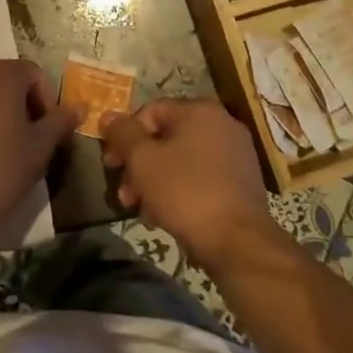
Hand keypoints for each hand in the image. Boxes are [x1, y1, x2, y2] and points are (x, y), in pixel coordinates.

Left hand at [0, 60, 81, 232]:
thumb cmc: (0, 169)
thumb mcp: (40, 148)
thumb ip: (61, 121)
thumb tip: (79, 106)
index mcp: (0, 74)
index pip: (33, 73)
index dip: (46, 99)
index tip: (47, 130)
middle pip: (2, 79)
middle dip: (18, 103)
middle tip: (24, 138)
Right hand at [102, 100, 277, 272]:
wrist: (238, 242)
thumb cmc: (185, 192)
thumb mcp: (143, 160)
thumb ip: (123, 133)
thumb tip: (108, 115)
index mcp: (199, 110)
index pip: (150, 111)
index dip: (124, 136)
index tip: (111, 164)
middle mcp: (222, 124)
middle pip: (166, 137)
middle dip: (139, 165)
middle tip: (125, 194)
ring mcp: (236, 153)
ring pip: (182, 160)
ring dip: (156, 181)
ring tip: (142, 210)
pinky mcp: (243, 182)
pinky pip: (201, 177)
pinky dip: (181, 190)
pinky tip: (166, 216)